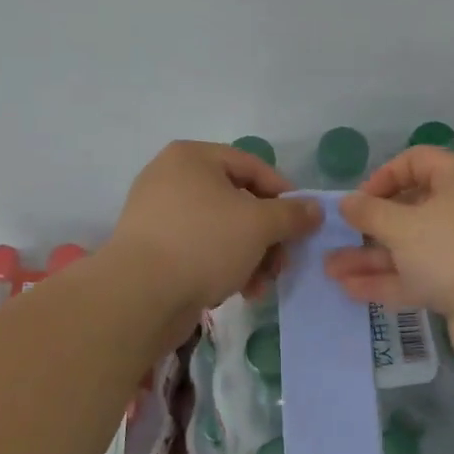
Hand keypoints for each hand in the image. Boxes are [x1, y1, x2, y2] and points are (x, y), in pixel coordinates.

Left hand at [109, 141, 321, 314]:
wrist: (138, 295)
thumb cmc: (203, 243)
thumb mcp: (258, 225)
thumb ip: (292, 214)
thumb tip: (315, 209)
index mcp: (192, 158)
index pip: (253, 167)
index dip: (285, 195)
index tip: (304, 224)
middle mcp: (172, 178)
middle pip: (238, 201)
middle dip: (267, 236)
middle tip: (283, 263)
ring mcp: (159, 215)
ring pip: (222, 230)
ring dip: (250, 257)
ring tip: (261, 286)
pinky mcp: (153, 250)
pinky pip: (200, 250)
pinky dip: (224, 266)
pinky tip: (239, 292)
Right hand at [324, 147, 453, 371]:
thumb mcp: (404, 226)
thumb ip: (370, 212)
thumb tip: (347, 202)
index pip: (417, 161)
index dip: (383, 176)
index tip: (357, 201)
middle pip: (411, 208)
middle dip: (370, 224)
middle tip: (338, 236)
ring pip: (410, 247)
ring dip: (371, 257)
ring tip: (330, 268)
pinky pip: (418, 277)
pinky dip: (388, 281)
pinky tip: (350, 289)